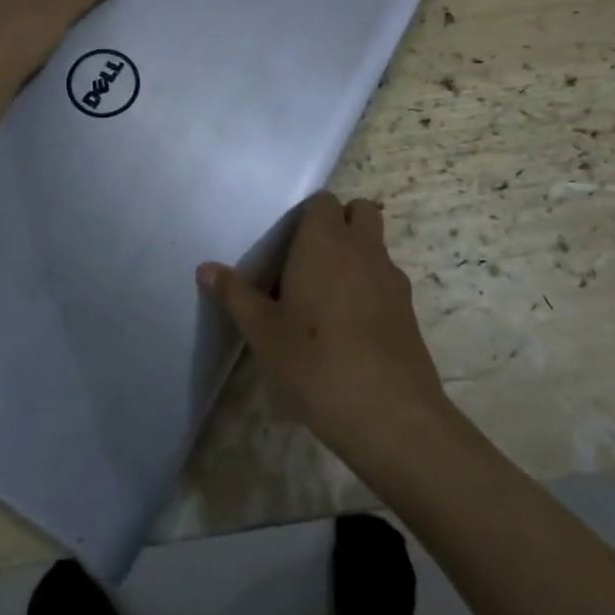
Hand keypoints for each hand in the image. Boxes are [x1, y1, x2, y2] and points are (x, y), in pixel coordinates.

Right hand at [198, 192, 448, 462]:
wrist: (389, 414)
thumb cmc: (315, 361)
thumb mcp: (262, 331)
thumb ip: (234, 294)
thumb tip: (206, 268)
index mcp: (325, 240)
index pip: (322, 200)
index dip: (305, 216)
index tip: (284, 245)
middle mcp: (363, 248)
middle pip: (360, 211)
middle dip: (339, 224)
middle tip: (307, 260)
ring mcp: (391, 279)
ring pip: (375, 246)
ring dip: (355, 256)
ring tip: (324, 298)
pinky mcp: (409, 311)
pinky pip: (386, 281)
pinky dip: (370, 289)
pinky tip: (348, 328)